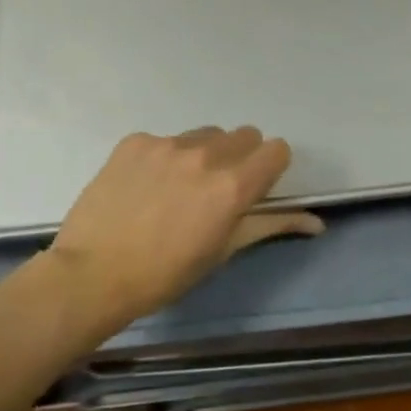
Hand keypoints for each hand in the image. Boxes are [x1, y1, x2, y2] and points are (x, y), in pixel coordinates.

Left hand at [48, 127, 322, 330]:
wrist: (92, 275)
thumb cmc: (167, 273)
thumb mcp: (225, 250)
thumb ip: (273, 225)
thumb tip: (318, 223)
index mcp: (234, 185)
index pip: (277, 149)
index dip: (271, 168)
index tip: (256, 189)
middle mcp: (206, 155)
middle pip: (245, 135)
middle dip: (241, 158)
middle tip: (218, 190)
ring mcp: (167, 144)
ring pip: (206, 135)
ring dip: (205, 154)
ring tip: (180, 187)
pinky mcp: (135, 142)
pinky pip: (167, 140)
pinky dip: (166, 157)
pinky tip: (147, 186)